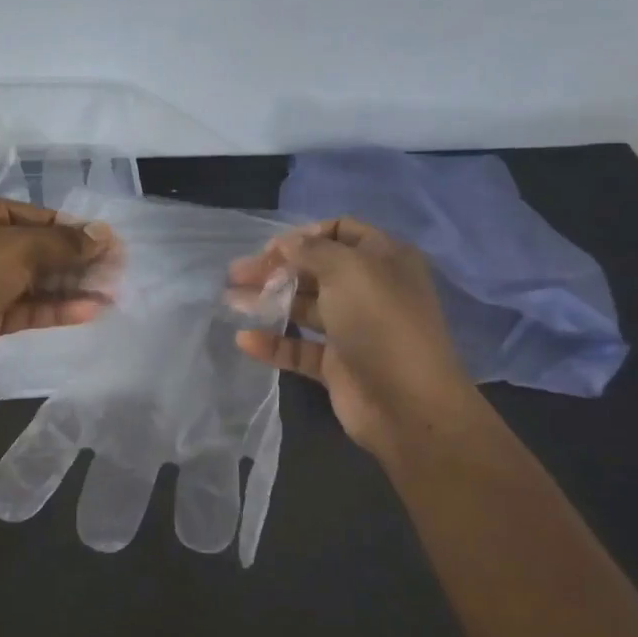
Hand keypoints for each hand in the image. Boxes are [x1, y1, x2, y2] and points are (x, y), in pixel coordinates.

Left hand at [0, 193, 115, 391]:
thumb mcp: (18, 249)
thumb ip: (64, 244)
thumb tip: (103, 235)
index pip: (40, 217)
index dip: (77, 230)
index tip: (113, 245)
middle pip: (40, 249)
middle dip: (78, 261)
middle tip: (118, 272)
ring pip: (35, 281)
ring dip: (72, 287)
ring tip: (112, 294)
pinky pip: (27, 308)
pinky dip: (55, 309)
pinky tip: (88, 311)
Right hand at [228, 217, 475, 452]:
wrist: (407, 404)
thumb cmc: (381, 324)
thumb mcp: (349, 271)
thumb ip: (312, 250)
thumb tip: (286, 243)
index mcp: (383, 260)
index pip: (340, 232)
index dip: (304, 236)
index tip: (270, 249)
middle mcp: (369, 290)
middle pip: (314, 270)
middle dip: (275, 269)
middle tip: (235, 274)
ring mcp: (352, 329)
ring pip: (302, 308)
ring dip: (267, 301)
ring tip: (230, 300)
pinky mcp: (336, 364)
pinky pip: (298, 348)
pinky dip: (272, 343)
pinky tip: (245, 340)